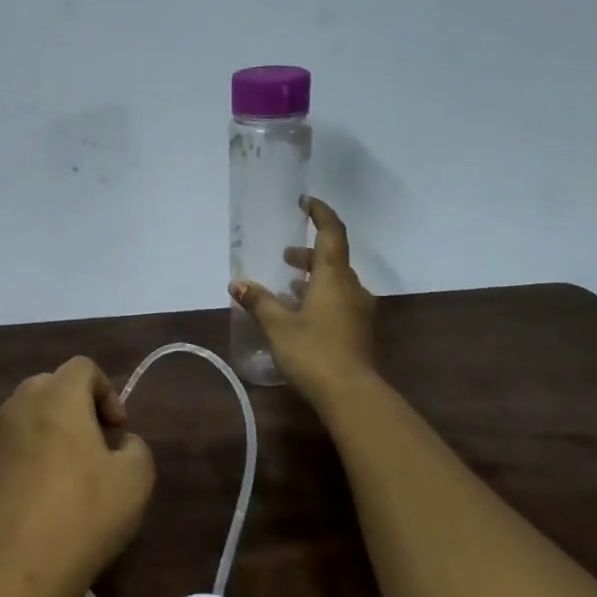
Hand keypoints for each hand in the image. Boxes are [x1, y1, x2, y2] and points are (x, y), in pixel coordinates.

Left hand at [0, 357, 155, 596]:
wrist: (16, 572)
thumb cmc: (83, 516)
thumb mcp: (135, 480)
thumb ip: (136, 448)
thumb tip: (120, 443)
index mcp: (57, 398)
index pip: (82, 367)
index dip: (107, 391)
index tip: (117, 430)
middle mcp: (17, 408)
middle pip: (48, 386)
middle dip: (74, 407)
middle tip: (93, 446)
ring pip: (22, 419)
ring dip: (46, 433)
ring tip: (64, 476)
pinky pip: (4, 453)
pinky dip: (22, 462)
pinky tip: (36, 503)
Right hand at [231, 197, 376, 402]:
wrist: (351, 394)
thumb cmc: (313, 352)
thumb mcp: (278, 326)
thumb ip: (259, 302)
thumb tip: (237, 283)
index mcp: (333, 277)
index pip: (332, 233)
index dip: (320, 214)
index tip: (305, 203)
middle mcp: (351, 287)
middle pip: (333, 259)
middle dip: (308, 254)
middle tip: (284, 258)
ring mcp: (359, 310)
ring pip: (337, 282)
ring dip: (314, 278)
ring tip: (288, 287)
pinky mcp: (359, 330)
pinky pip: (340, 301)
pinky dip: (321, 297)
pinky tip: (302, 314)